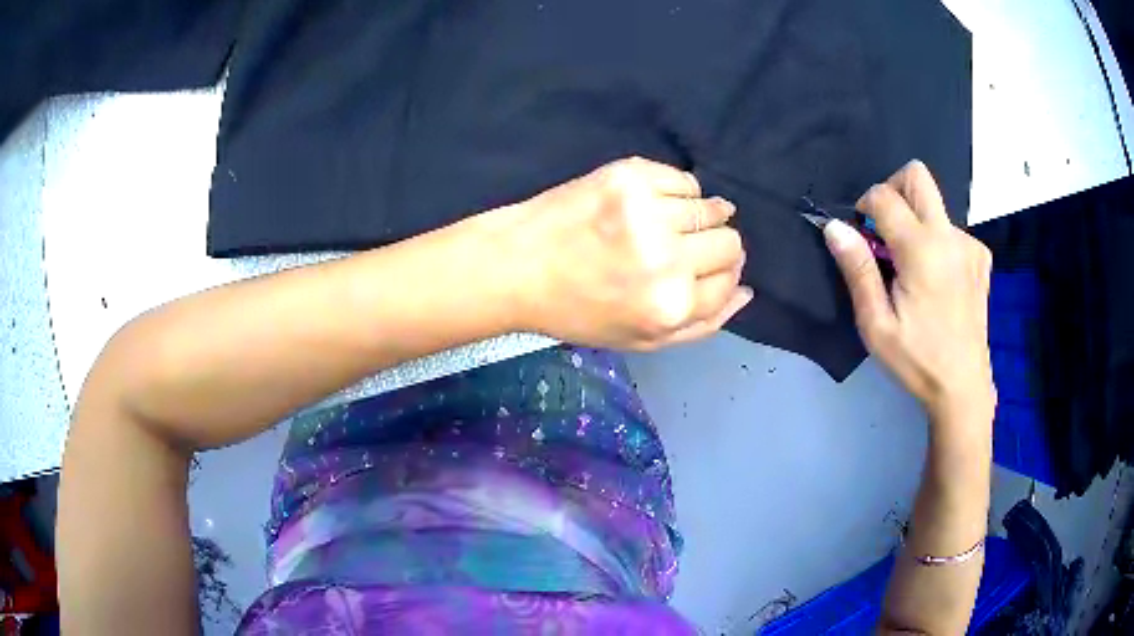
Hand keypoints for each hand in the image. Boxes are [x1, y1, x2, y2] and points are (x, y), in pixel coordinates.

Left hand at [506, 157, 751, 349]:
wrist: (518, 266)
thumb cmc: (579, 311)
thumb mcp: (642, 339)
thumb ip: (703, 324)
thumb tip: (747, 291)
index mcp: (671, 305)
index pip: (730, 279)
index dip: (723, 275)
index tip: (704, 270)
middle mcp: (667, 258)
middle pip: (730, 241)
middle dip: (716, 248)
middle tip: (683, 249)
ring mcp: (648, 210)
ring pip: (711, 206)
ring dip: (699, 218)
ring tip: (667, 225)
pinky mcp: (629, 175)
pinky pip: (683, 179)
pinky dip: (680, 192)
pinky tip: (657, 204)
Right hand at [825, 161, 994, 417]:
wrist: (963, 388)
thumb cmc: (917, 361)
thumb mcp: (877, 325)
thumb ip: (857, 270)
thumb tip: (835, 227)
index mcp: (922, 250)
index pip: (884, 196)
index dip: (863, 207)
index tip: (861, 236)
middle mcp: (949, 236)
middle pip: (917, 176)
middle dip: (893, 190)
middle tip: (884, 230)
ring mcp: (969, 245)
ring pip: (934, 205)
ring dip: (916, 221)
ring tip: (912, 269)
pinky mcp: (980, 258)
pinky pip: (952, 230)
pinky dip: (937, 241)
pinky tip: (937, 278)